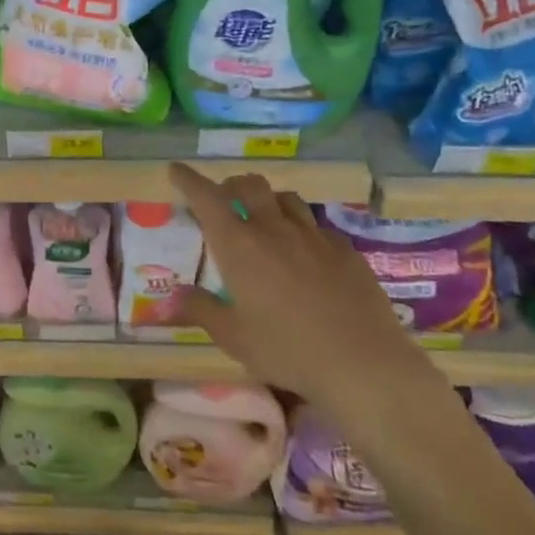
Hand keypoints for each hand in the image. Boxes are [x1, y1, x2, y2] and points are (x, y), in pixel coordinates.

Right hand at [168, 164, 452, 445]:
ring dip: (268, 201)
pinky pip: (317, 225)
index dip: (189, 179)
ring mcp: (314, 235)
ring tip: (264, 219)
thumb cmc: (287, 350)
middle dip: (231, 185)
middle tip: (224, 201)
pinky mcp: (345, 250)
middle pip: (250, 184)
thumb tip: (170, 298)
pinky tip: (306, 252)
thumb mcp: (233, 337)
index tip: (176, 170)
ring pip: (286, 198)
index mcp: (239, 244)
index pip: (207, 197)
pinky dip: (302, 228)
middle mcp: (274, 228)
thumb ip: (200, 310)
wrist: (364, 364)